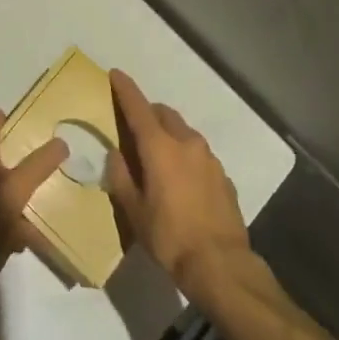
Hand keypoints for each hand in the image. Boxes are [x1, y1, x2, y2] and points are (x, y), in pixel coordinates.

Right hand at [106, 69, 251, 300]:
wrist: (221, 265)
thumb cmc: (170, 237)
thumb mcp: (134, 211)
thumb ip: (121, 177)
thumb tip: (115, 153)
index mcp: (160, 147)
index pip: (138, 107)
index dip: (125, 89)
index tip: (115, 74)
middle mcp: (186, 142)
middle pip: (163, 114)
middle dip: (148, 113)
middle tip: (134, 128)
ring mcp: (209, 157)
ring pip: (184, 132)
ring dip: (168, 134)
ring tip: (158, 158)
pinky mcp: (223, 175)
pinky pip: (199, 154)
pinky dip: (186, 155)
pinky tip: (182, 181)